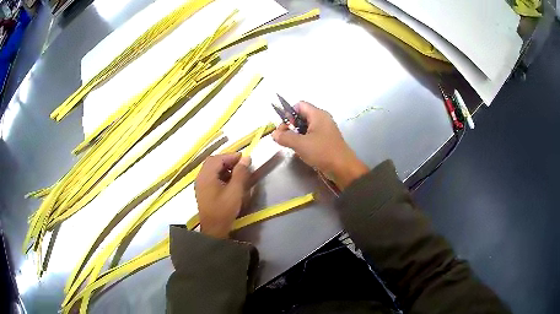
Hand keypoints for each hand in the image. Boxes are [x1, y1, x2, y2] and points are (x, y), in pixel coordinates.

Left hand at [195, 153, 250, 238]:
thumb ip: (240, 173)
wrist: (214, 229)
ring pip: (211, 169)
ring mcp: (200, 184)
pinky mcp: (203, 190)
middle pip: (213, 162)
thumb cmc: (224, 210)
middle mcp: (201, 177)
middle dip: (227, 160)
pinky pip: (210, 176)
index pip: (218, 158)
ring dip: (224, 167)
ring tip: (237, 172)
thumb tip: (246, 158)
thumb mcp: (235, 191)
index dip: (231, 156)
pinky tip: (229, 181)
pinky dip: (220, 174)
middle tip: (241, 164)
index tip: (244, 158)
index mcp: (206, 176)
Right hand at [272, 102, 367, 188]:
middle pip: (302, 115)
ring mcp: (325, 129)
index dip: (289, 113)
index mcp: (318, 114)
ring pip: (306, 126)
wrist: (343, 168)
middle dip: (291, 125)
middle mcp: (322, 119)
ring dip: (296, 134)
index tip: (285, 127)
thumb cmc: (323, 152)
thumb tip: (274, 133)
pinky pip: (312, 135)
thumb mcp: (301, 144)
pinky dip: (304, 140)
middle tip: (284, 138)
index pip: (299, 105)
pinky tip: (301, 150)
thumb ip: (285, 137)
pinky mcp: (326, 140)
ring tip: (292, 145)